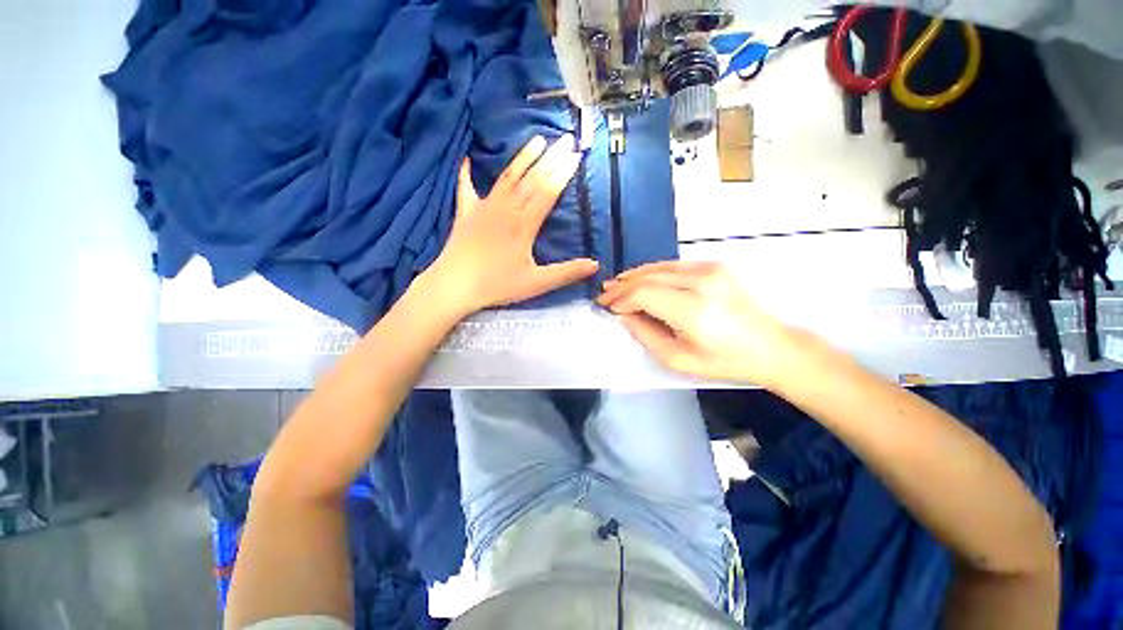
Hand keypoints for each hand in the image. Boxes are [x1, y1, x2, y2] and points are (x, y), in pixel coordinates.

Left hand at [426, 134, 598, 314]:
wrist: (454, 286)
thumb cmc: (497, 285)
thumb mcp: (536, 283)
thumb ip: (566, 273)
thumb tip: (595, 265)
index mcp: (523, 224)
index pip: (548, 191)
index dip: (563, 172)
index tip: (576, 154)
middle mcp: (505, 209)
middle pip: (532, 179)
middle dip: (551, 157)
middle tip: (566, 138)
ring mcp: (483, 208)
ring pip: (506, 177)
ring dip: (522, 157)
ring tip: (537, 139)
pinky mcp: (465, 213)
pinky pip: (466, 188)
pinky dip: (466, 173)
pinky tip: (467, 159)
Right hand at [597, 261, 807, 387]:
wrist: (770, 345)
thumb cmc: (724, 361)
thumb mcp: (678, 359)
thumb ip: (646, 335)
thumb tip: (625, 315)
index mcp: (693, 310)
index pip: (644, 294)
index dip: (621, 299)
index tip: (607, 306)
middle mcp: (701, 283)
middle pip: (649, 277)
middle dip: (623, 285)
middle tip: (605, 294)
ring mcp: (710, 270)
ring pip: (659, 267)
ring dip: (635, 275)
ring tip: (617, 284)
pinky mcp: (714, 265)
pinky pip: (673, 264)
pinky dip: (652, 271)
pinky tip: (641, 277)